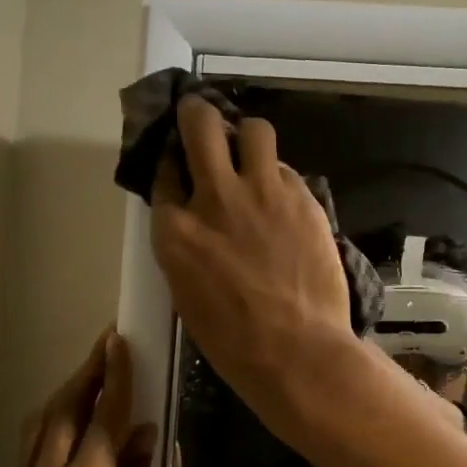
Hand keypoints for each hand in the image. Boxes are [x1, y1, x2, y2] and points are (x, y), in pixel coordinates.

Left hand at [0, 329, 157, 466]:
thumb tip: (153, 447)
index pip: (104, 416)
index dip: (116, 376)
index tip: (121, 340)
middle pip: (64, 409)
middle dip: (87, 373)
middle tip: (109, 346)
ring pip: (42, 423)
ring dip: (68, 393)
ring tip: (93, 377)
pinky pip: (34, 444)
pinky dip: (55, 419)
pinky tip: (73, 423)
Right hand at [150, 94, 354, 418]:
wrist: (296, 350)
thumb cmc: (234, 342)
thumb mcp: (188, 293)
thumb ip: (186, 247)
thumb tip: (195, 225)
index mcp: (174, 230)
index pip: (165, 172)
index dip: (173, 164)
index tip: (181, 165)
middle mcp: (214, 197)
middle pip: (201, 124)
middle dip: (199, 115)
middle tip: (205, 123)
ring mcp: (262, 193)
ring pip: (255, 130)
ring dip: (250, 138)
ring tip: (254, 157)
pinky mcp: (302, 199)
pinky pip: (288, 170)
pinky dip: (281, 179)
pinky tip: (285, 201)